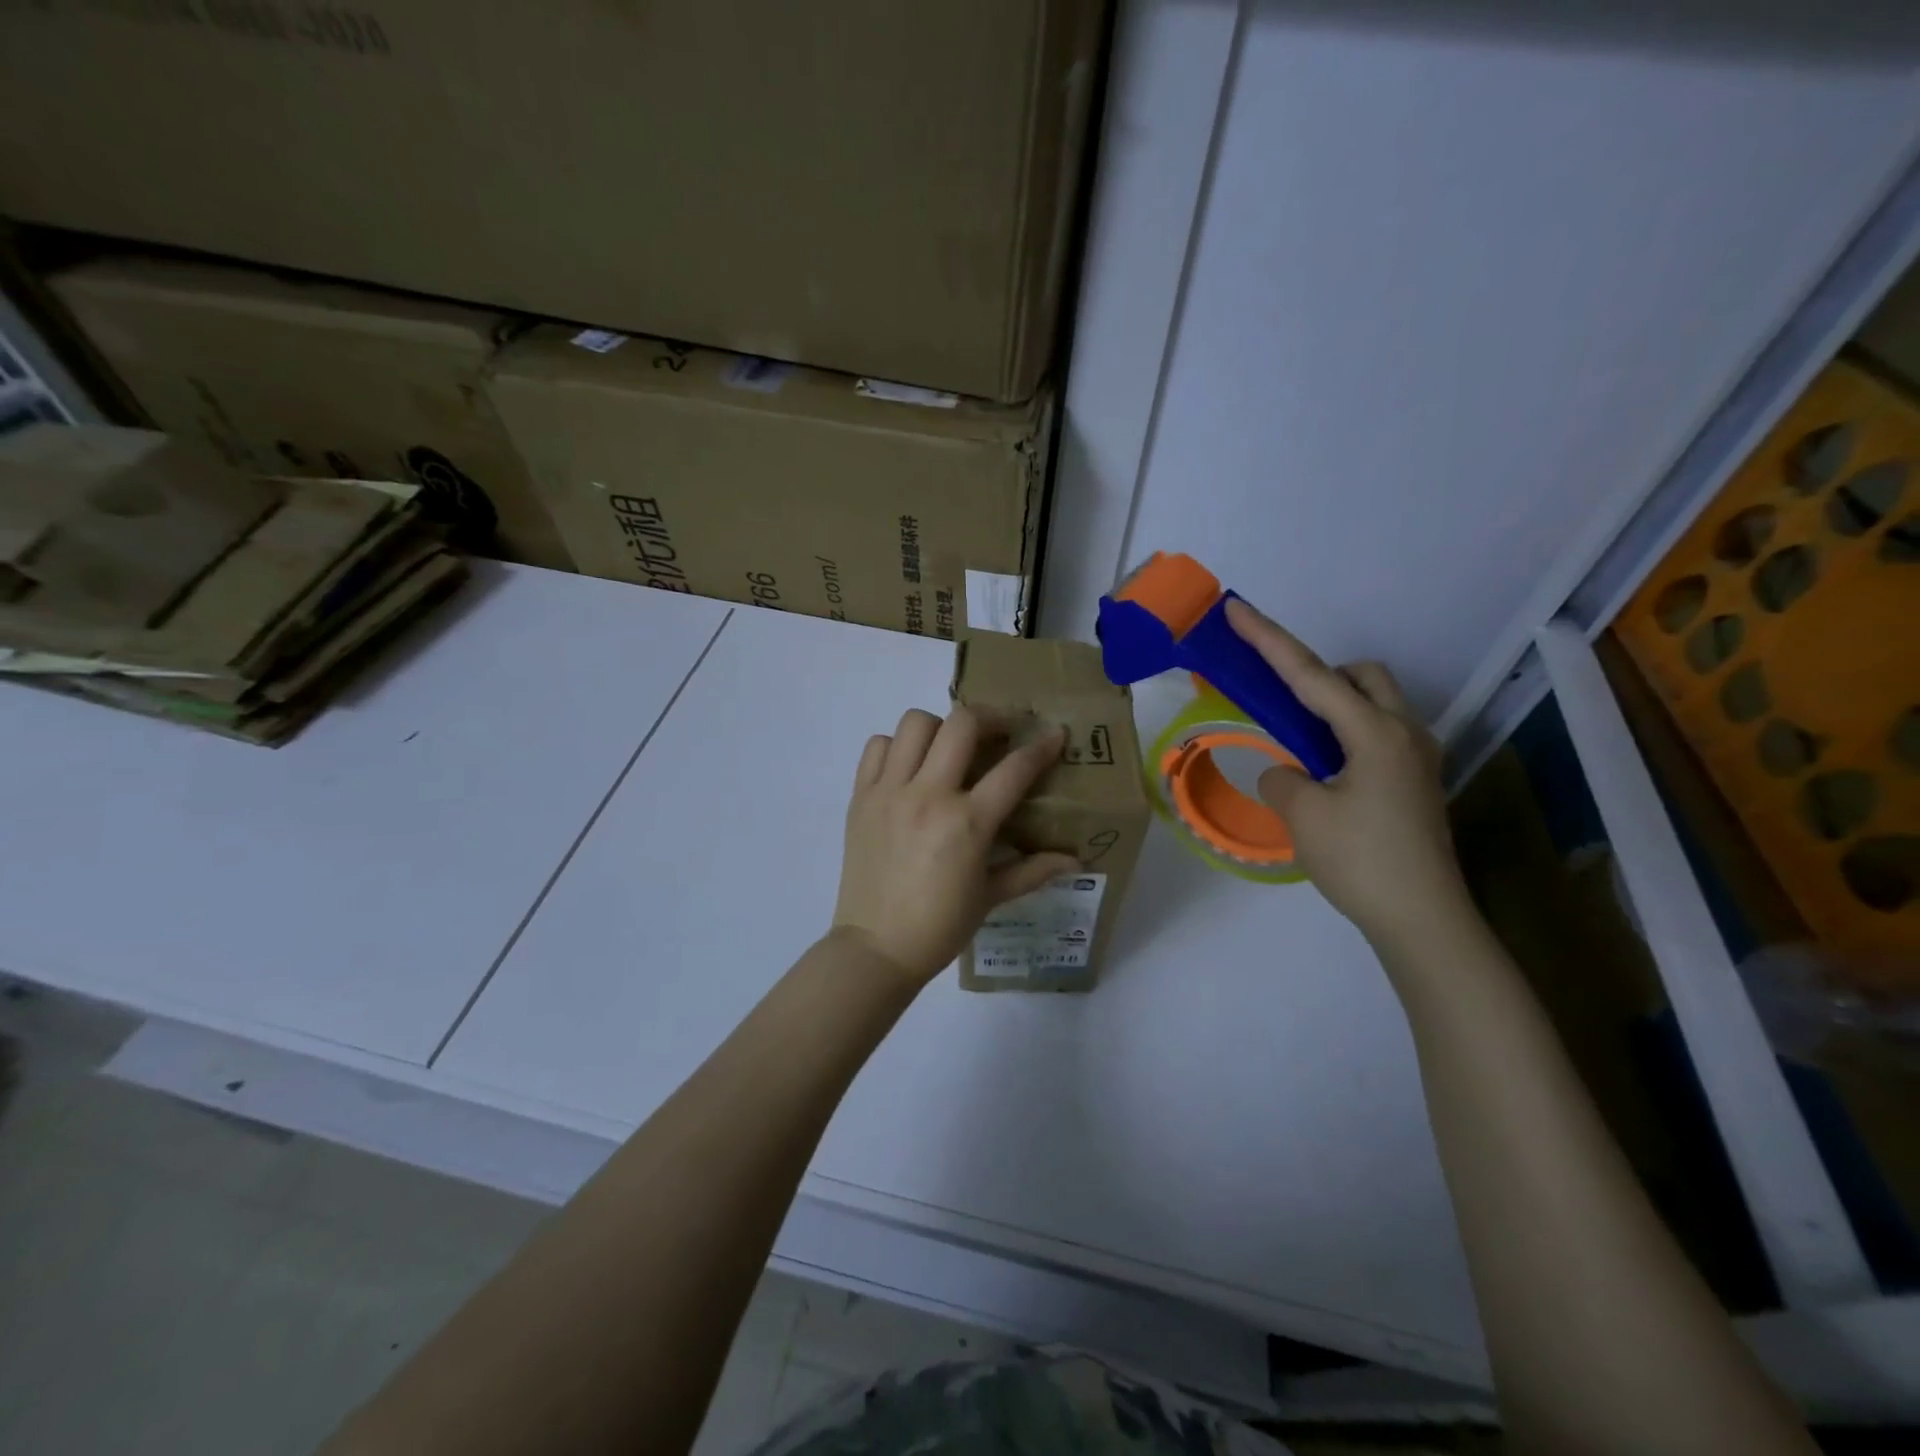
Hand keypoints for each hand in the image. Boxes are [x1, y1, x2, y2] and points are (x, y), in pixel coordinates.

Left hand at [833, 706, 1079, 984]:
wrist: (876, 948)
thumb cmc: (939, 927)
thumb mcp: (991, 898)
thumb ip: (1034, 870)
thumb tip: (1077, 861)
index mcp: (967, 824)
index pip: (1014, 769)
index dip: (1042, 747)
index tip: (1055, 734)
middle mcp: (928, 796)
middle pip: (962, 724)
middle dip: (991, 718)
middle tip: (999, 733)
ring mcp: (889, 792)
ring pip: (915, 724)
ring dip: (940, 728)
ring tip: (950, 750)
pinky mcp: (860, 797)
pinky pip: (878, 747)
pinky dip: (897, 747)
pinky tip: (910, 768)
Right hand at [1226, 599, 1470, 944]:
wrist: (1422, 919)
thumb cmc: (1361, 861)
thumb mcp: (1303, 815)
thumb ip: (1282, 777)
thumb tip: (1289, 772)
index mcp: (1373, 733)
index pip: (1310, 675)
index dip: (1268, 640)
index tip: (1237, 609)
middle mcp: (1404, 733)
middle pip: (1362, 677)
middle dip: (1322, 675)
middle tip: (1286, 706)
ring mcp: (1417, 758)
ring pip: (1375, 706)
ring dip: (1336, 708)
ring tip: (1302, 747)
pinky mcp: (1417, 782)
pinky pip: (1379, 736)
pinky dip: (1347, 736)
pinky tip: (1327, 775)